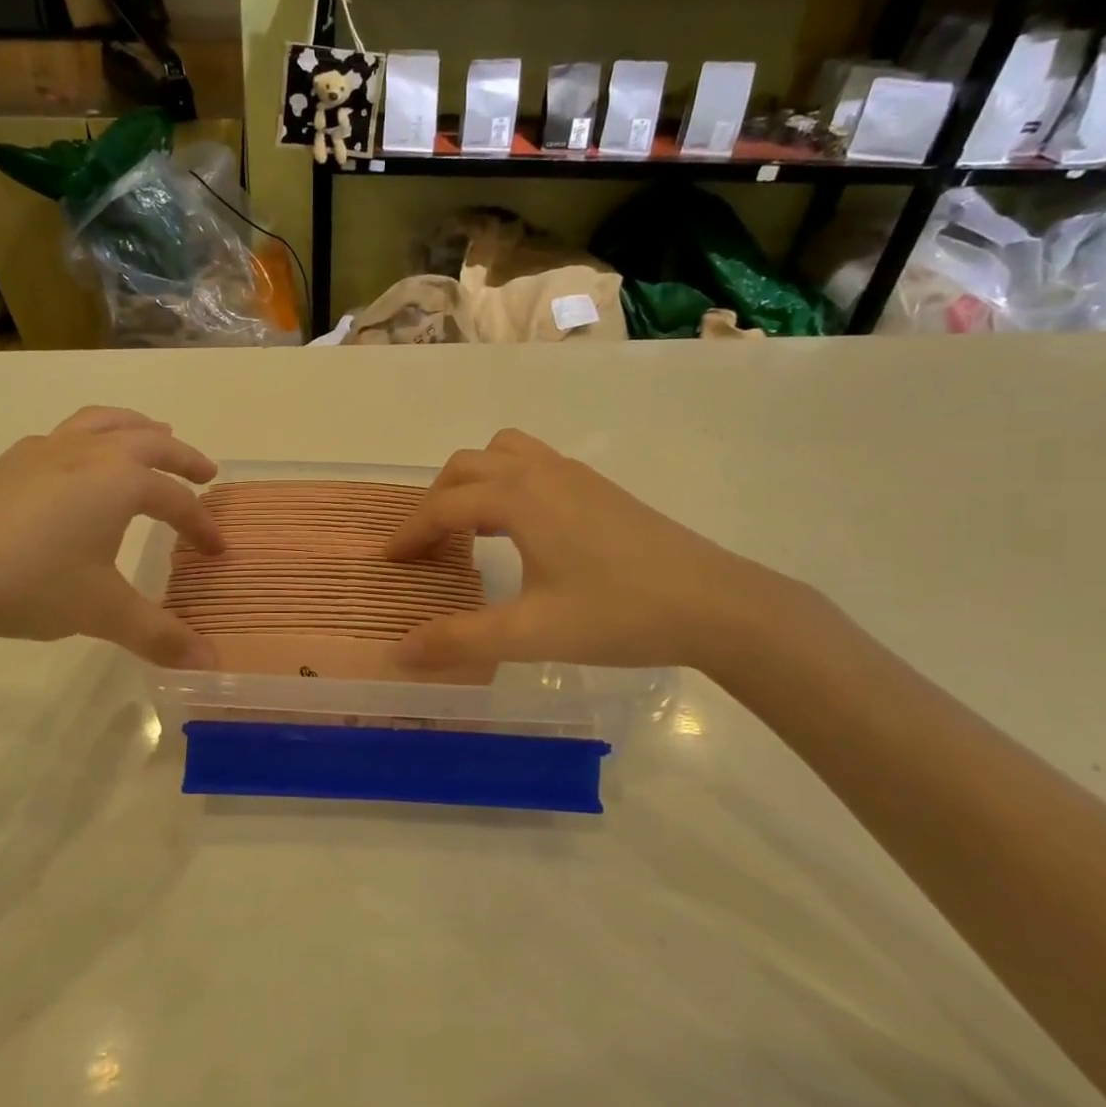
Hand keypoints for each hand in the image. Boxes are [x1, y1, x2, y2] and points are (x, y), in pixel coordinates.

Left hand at [0, 407, 223, 664]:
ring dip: (136, 426)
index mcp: (121, 482)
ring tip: (152, 434)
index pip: (177, 501)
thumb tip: (210, 665)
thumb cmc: (30, 582)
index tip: (217, 550)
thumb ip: (159, 635)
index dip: (201, 526)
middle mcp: (90, 454)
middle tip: (205, 472)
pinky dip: (88, 438)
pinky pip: (64, 435)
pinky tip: (76, 462)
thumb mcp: (102, 612)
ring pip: (103, 422)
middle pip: (150, 441)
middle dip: (183, 457)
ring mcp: (46, 452)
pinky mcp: (10, 463)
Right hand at [386, 429, 786, 673]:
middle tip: (425, 548)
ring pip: (504, 454)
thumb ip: (460, 641)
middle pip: (467, 466)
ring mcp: (575, 475)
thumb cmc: (618, 614)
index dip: (410, 533)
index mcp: (519, 498)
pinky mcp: (600, 488)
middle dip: (435, 501)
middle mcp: (542, 472)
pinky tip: (521, 530)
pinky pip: (534, 465)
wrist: (717, 605)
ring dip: (474, 482)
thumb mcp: (531, 634)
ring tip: (469, 529)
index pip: (444, 506)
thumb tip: (399, 652)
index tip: (388, 560)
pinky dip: (507, 484)